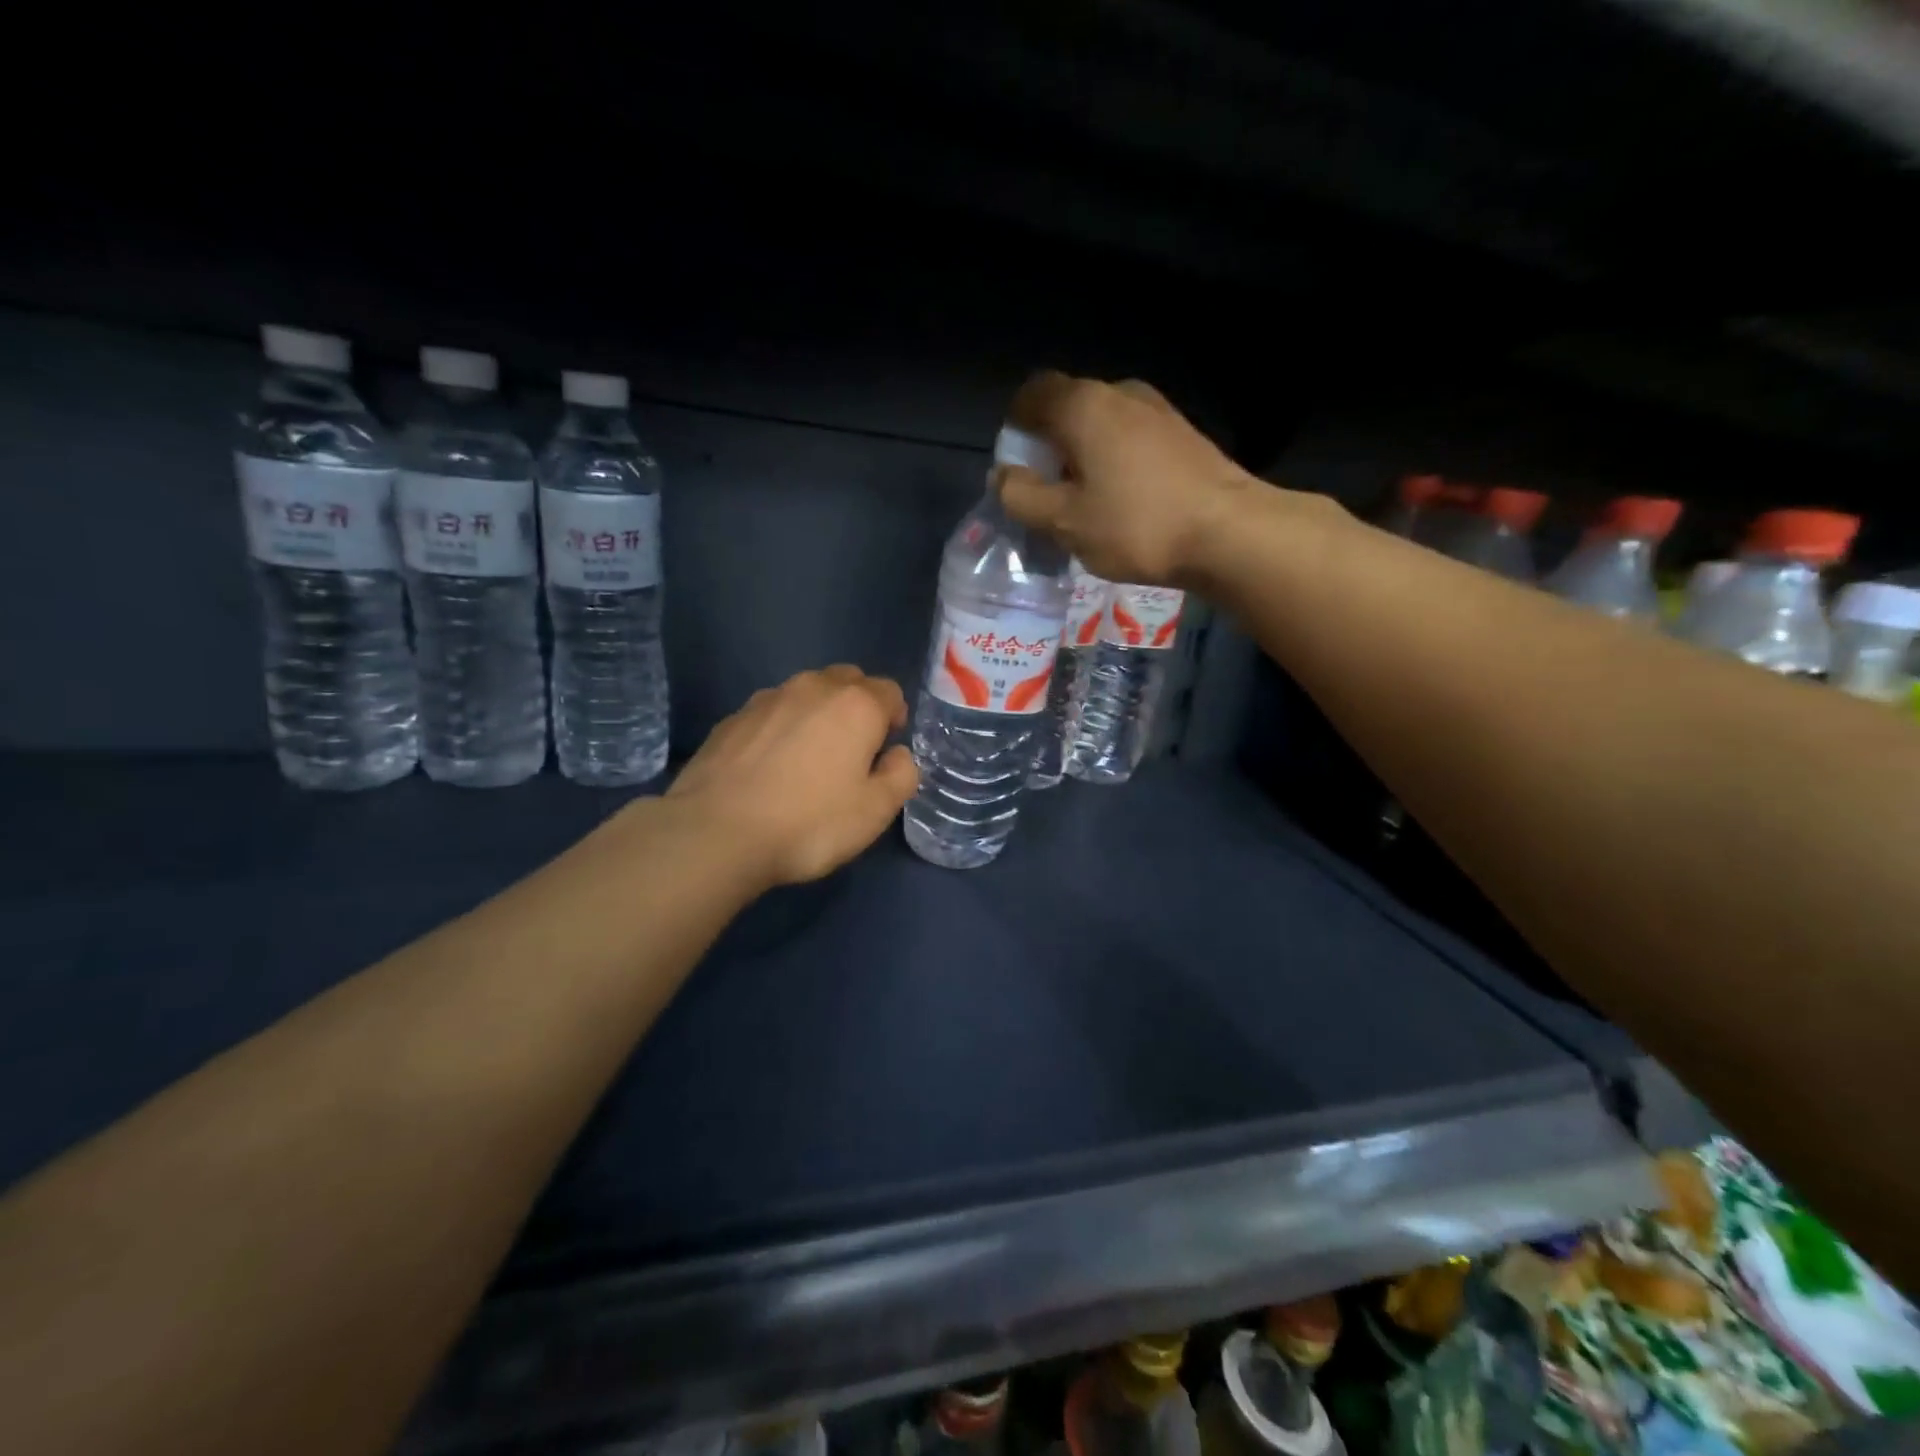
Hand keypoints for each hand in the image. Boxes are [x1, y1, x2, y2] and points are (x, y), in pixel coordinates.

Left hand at [667, 666, 917, 889]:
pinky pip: (770, 712)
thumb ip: (901, 775)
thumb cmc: (809, 823)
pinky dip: (780, 728)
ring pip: (805, 692)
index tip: (885, 750)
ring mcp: (766, 699)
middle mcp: (812, 688)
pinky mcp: (731, 719)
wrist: (716, 833)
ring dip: (817, 713)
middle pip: (847, 680)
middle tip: (852, 749)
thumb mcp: (875, 811)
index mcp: (856, 705)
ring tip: (808, 757)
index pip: (890, 691)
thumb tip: (897, 754)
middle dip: (858, 705)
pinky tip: (770, 766)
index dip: (894, 718)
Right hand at [995, 372, 1256, 585]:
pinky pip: (1130, 438)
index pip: (1032, 393)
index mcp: (1083, 405)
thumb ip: (1022, 496)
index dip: (1015, 428)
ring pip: (1102, 424)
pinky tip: (1123, 502)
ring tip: (1086, 503)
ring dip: (1083, 456)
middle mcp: (1120, 393)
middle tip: (1048, 493)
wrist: (1228, 532)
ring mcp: (1157, 410)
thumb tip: (1002, 475)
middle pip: (1068, 408)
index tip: (1017, 469)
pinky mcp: (1182, 434)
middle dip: (1049, 446)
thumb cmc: (1136, 525)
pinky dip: (1114, 461)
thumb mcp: (1064, 521)